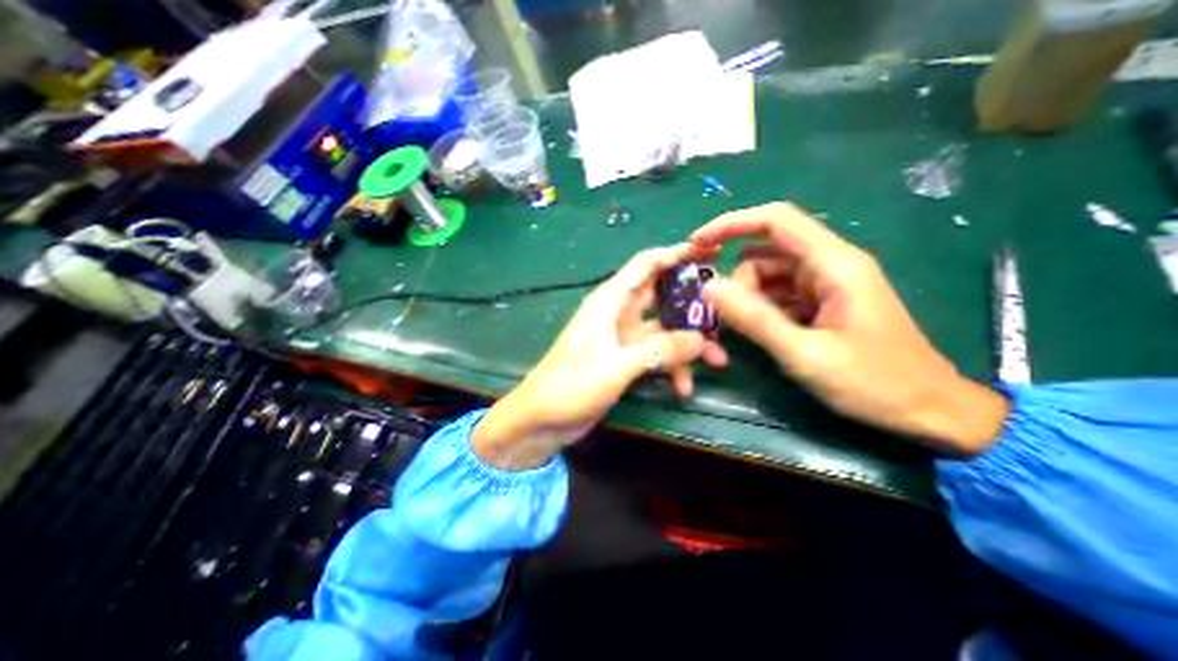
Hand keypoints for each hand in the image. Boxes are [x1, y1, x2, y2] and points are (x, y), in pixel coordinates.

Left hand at [473, 243, 727, 468]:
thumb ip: (659, 351)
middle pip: (662, 296)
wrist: (541, 420)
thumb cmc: (570, 385)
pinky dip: (672, 367)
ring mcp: (623, 338)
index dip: (676, 254)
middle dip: (693, 305)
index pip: (646, 265)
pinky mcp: (625, 360)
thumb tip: (702, 340)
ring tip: (717, 361)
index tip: (710, 252)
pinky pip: (657, 355)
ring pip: (665, 330)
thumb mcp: (617, 366)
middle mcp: (619, 313)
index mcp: (610, 302)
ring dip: (689, 344)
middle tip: (725, 313)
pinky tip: (684, 388)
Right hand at [692, 205, 1007, 456]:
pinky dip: (759, 309)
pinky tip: (758, 333)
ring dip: (746, 299)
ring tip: (742, 331)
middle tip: (727, 319)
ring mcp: (824, 285)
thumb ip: (754, 319)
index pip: (776, 221)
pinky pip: (777, 295)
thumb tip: (709, 288)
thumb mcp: (805, 354)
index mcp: (834, 265)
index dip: (732, 224)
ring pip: (767, 276)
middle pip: (765, 254)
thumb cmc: (873, 383)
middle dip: (738, 281)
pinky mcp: (820, 303)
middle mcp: (828, 266)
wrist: (928, 411)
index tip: (698, 243)